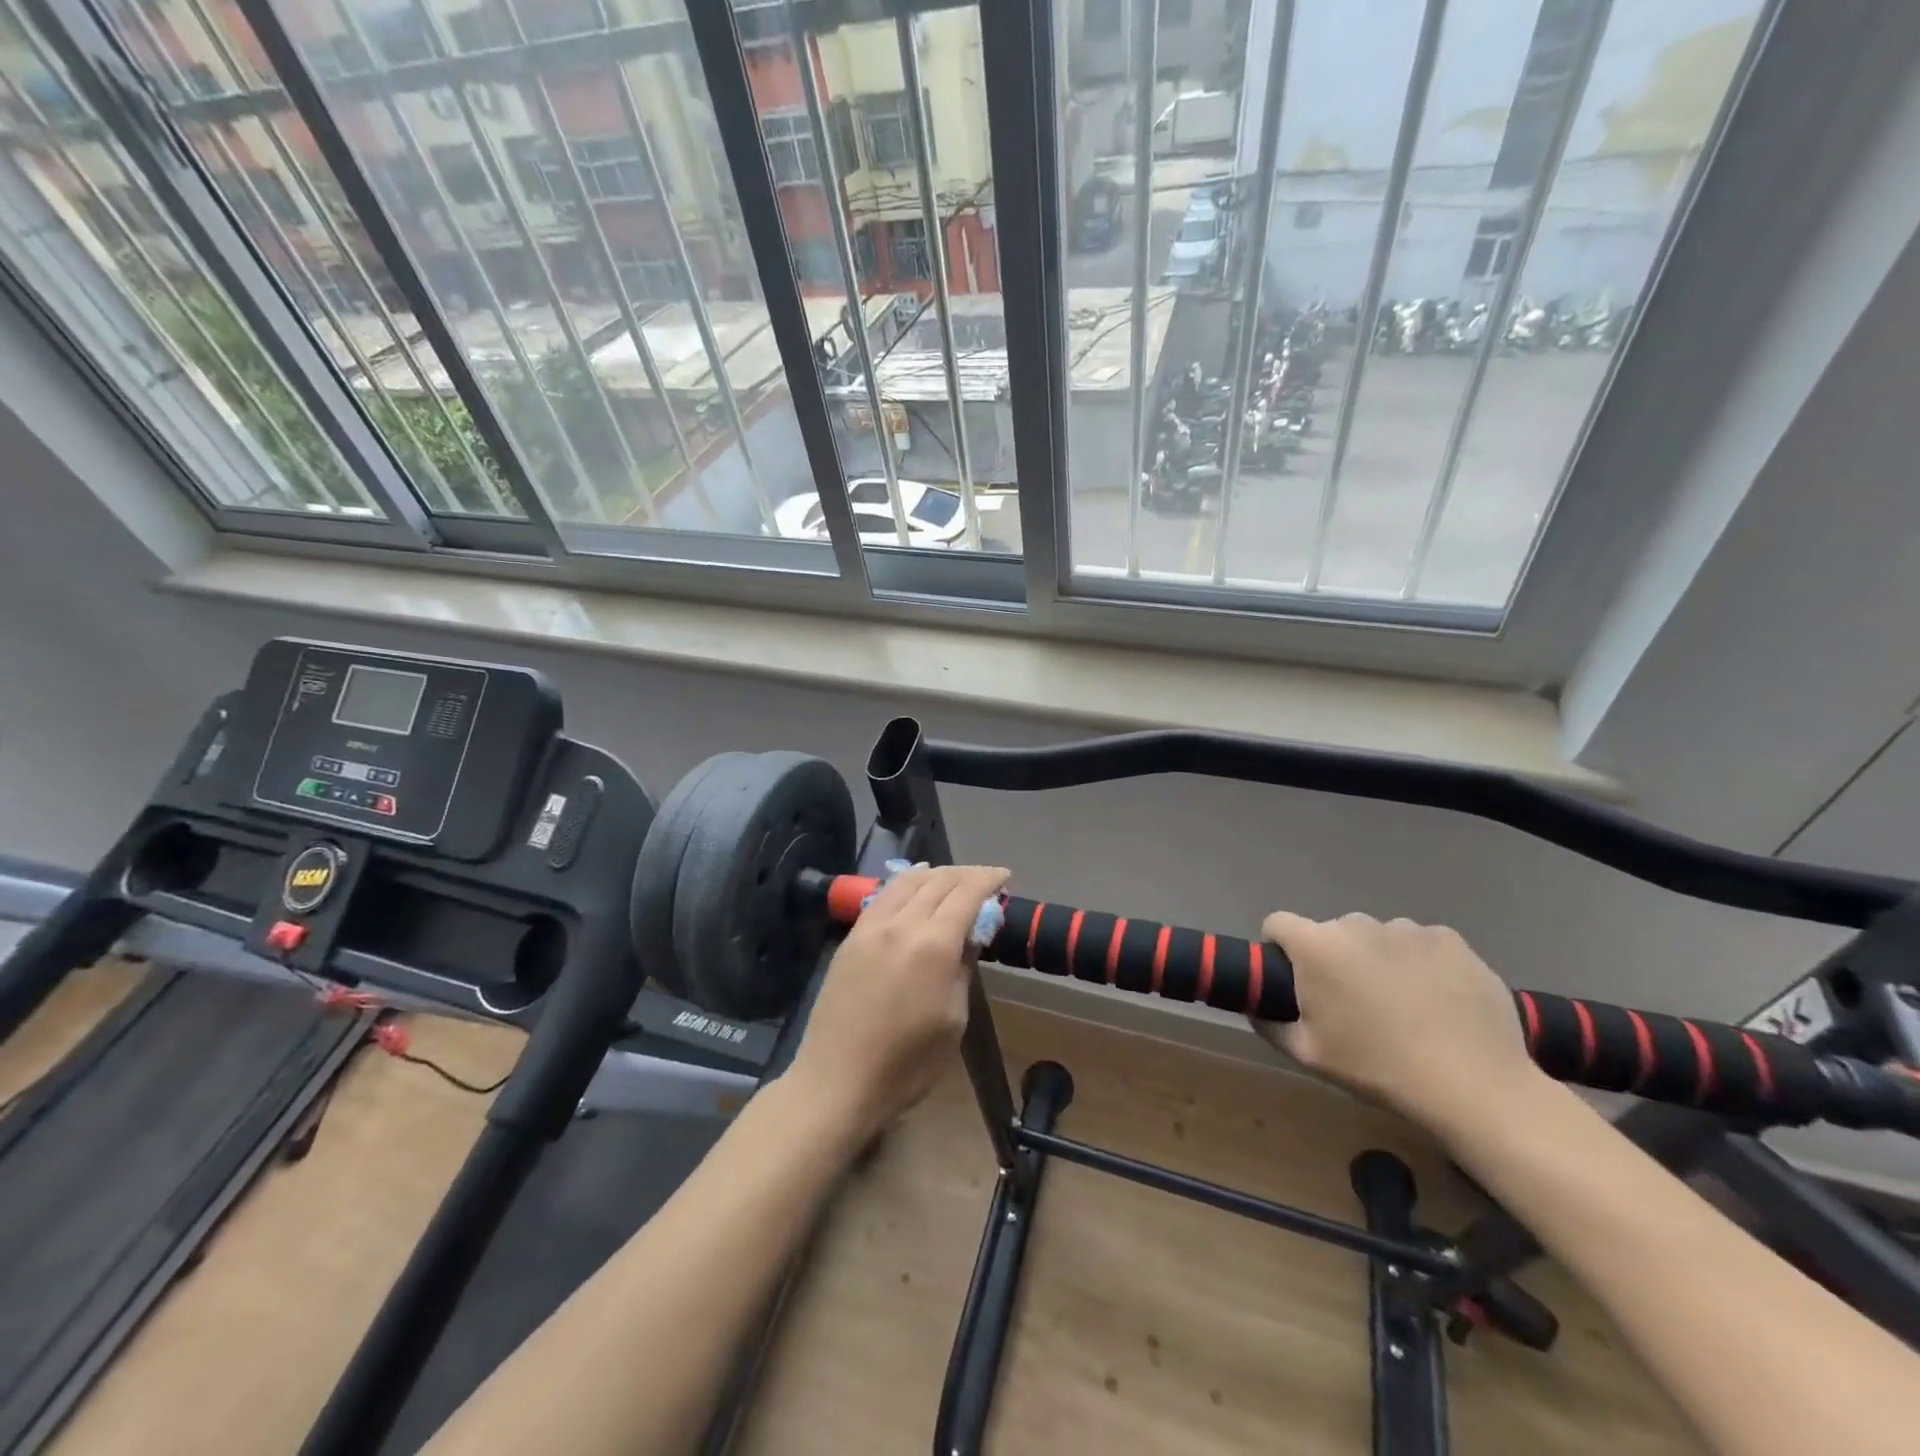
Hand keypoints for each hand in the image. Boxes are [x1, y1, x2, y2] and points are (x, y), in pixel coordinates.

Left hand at [785, 864, 1009, 1142]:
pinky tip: (913, 886)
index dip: (988, 880)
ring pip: (908, 881)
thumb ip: (963, 969)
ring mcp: (872, 927)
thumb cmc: (907, 1064)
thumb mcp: (953, 1020)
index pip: (966, 894)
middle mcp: (902, 924)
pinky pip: (884, 896)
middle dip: (966, 874)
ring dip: (936, 874)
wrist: (837, 1081)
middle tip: (986, 880)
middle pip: (938, 882)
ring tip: (953, 878)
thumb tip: (969, 937)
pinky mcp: (852, 937)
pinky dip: (906, 883)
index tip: (1005, 877)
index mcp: (933, 945)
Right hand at [1252, 912, 1540, 1131]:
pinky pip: (1420, 943)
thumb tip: (1256, 1008)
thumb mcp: (1308, 1054)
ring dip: (1378, 959)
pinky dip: (1420, 963)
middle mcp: (1356, 924)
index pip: (1278, 924)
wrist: (1474, 1085)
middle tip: (1353, 1004)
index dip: (1279, 948)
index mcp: (1316, 946)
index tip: (1294, 980)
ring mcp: (1407, 928)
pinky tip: (1437, 1000)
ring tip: (1402, 1005)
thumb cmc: (1377, 1068)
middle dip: (1335, 959)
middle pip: (1331, 933)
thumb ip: (1270, 1024)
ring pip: (1377, 937)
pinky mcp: (1450, 939)